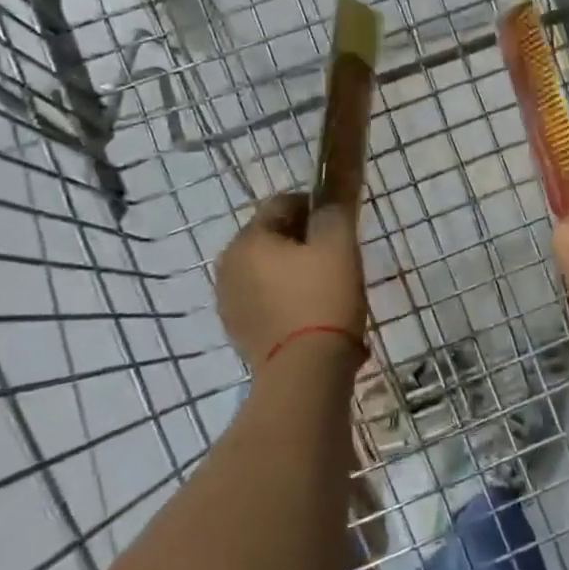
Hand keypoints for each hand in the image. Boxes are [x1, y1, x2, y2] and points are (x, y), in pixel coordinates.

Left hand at [216, 193, 367, 372]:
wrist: (305, 372)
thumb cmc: (323, 298)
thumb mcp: (338, 244)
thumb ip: (332, 211)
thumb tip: (327, 197)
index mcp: (248, 239)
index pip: (283, 203)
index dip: (315, 207)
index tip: (340, 226)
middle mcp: (228, 265)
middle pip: (272, 237)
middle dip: (303, 241)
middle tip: (336, 259)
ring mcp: (229, 301)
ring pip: (268, 270)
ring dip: (293, 272)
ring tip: (327, 290)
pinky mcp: (238, 331)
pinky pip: (265, 300)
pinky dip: (286, 300)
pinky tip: (311, 316)